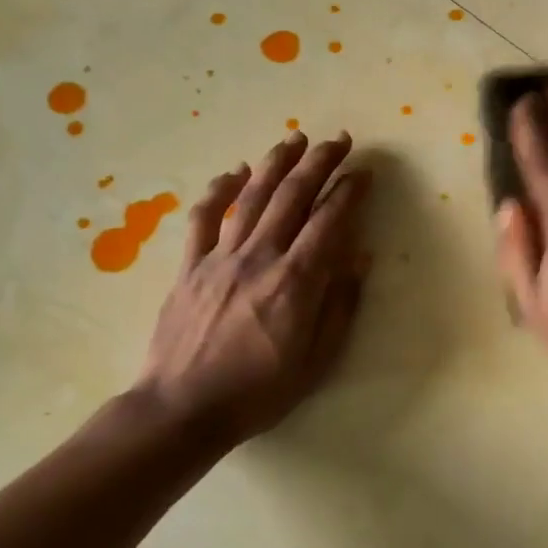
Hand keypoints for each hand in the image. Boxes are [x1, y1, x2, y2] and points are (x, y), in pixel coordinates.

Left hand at [132, 130, 370, 446]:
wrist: (184, 408)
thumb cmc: (260, 391)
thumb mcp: (318, 359)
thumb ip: (341, 304)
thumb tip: (360, 256)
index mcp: (297, 281)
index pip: (330, 221)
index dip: (350, 191)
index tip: (364, 173)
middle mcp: (260, 257)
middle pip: (293, 196)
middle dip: (319, 163)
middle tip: (338, 140)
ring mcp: (220, 257)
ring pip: (252, 197)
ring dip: (276, 163)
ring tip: (295, 139)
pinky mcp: (189, 266)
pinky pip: (204, 217)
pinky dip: (219, 189)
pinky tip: (234, 171)